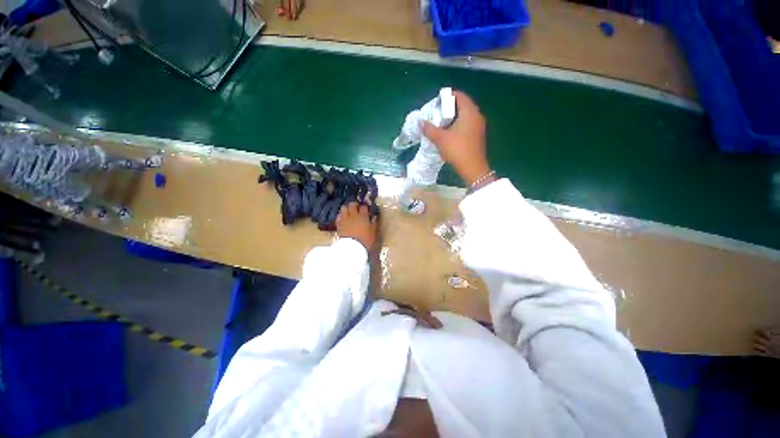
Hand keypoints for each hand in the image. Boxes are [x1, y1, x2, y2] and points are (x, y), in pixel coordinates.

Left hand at [336, 202, 377, 250]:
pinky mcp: (339, 224)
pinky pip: (339, 216)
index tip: (367, 209)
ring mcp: (345, 219)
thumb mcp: (373, 232)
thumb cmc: (365, 240)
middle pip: (352, 204)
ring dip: (347, 208)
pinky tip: (343, 218)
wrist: (352, 248)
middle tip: (357, 208)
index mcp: (363, 216)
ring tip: (349, 212)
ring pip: (344, 208)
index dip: (365, 207)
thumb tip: (373, 217)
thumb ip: (374, 223)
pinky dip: (341, 216)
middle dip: (355, 205)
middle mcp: (353, 215)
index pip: (364, 206)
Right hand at [422, 90, 490, 185]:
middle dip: (448, 108)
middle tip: (436, 114)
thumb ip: (429, 129)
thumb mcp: (440, 139)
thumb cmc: (457, 150)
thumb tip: (420, 122)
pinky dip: (457, 125)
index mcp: (469, 112)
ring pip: (464, 116)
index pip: (459, 95)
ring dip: (452, 118)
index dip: (447, 96)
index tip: (436, 103)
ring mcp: (479, 126)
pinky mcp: (477, 136)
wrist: (472, 168)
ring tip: (440, 124)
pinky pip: (467, 124)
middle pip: (462, 105)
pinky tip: (449, 134)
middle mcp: (477, 115)